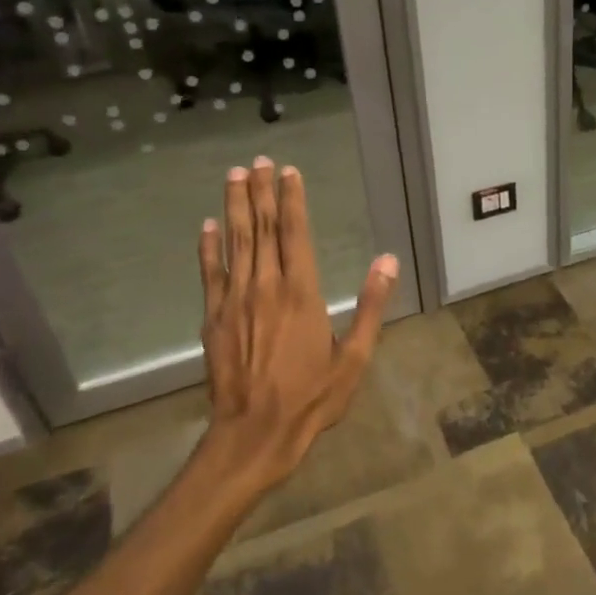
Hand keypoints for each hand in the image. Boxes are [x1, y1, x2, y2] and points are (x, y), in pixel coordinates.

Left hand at [197, 156, 397, 488]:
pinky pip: (210, 273)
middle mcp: (266, 286)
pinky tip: (207, 226)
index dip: (292, 200)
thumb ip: (370, 305)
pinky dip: (208, 248)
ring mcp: (234, 300)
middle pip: (261, 229)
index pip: (295, 234)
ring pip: (235, 242)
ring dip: (233, 206)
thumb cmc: (313, 397)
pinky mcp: (213, 318)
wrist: (255, 433)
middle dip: (260, 192)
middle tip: (259, 161)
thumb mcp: (355, 356)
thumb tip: (388, 260)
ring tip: (234, 175)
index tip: (289, 172)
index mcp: (301, 293)